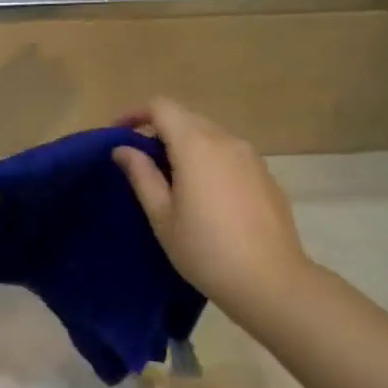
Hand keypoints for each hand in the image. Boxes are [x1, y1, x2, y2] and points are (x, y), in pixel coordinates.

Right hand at [111, 98, 316, 323]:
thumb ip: (142, 175)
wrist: (270, 281)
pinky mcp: (266, 175)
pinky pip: (229, 154)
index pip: (161, 107)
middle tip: (140, 159)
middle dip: (159, 129)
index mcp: (196, 145)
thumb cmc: (205, 250)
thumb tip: (123, 149)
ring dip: (185, 144)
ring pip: (210, 135)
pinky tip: (205, 194)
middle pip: (186, 117)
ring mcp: (251, 156)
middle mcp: (226, 140)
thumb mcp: (162, 216)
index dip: (135, 113)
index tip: (117, 133)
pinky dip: (209, 159)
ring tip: (171, 177)